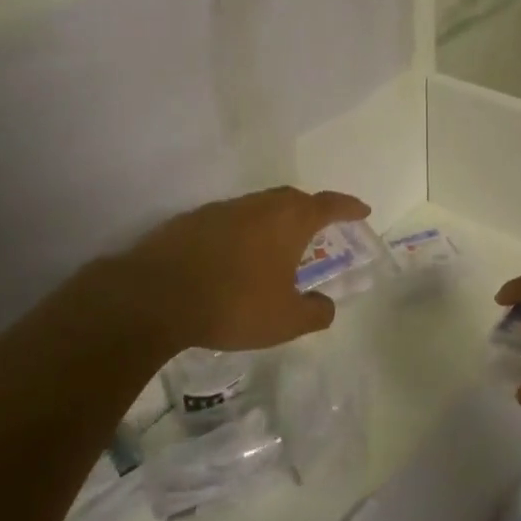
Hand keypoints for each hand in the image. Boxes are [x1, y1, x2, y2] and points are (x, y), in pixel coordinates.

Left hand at [113, 186, 371, 353]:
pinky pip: (230, 220)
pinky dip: (242, 233)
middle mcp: (259, 205)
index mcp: (289, 221)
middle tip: (319, 228)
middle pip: (293, 199)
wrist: (157, 295)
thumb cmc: (234, 304)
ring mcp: (223, 209)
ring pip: (259, 207)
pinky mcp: (192, 220)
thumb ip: (314, 313)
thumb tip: (327, 306)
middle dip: (310, 210)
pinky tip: (234, 257)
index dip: (348, 207)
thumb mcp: (285, 321)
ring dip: (273, 222)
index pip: (328, 205)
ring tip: (277, 246)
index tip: (363, 210)